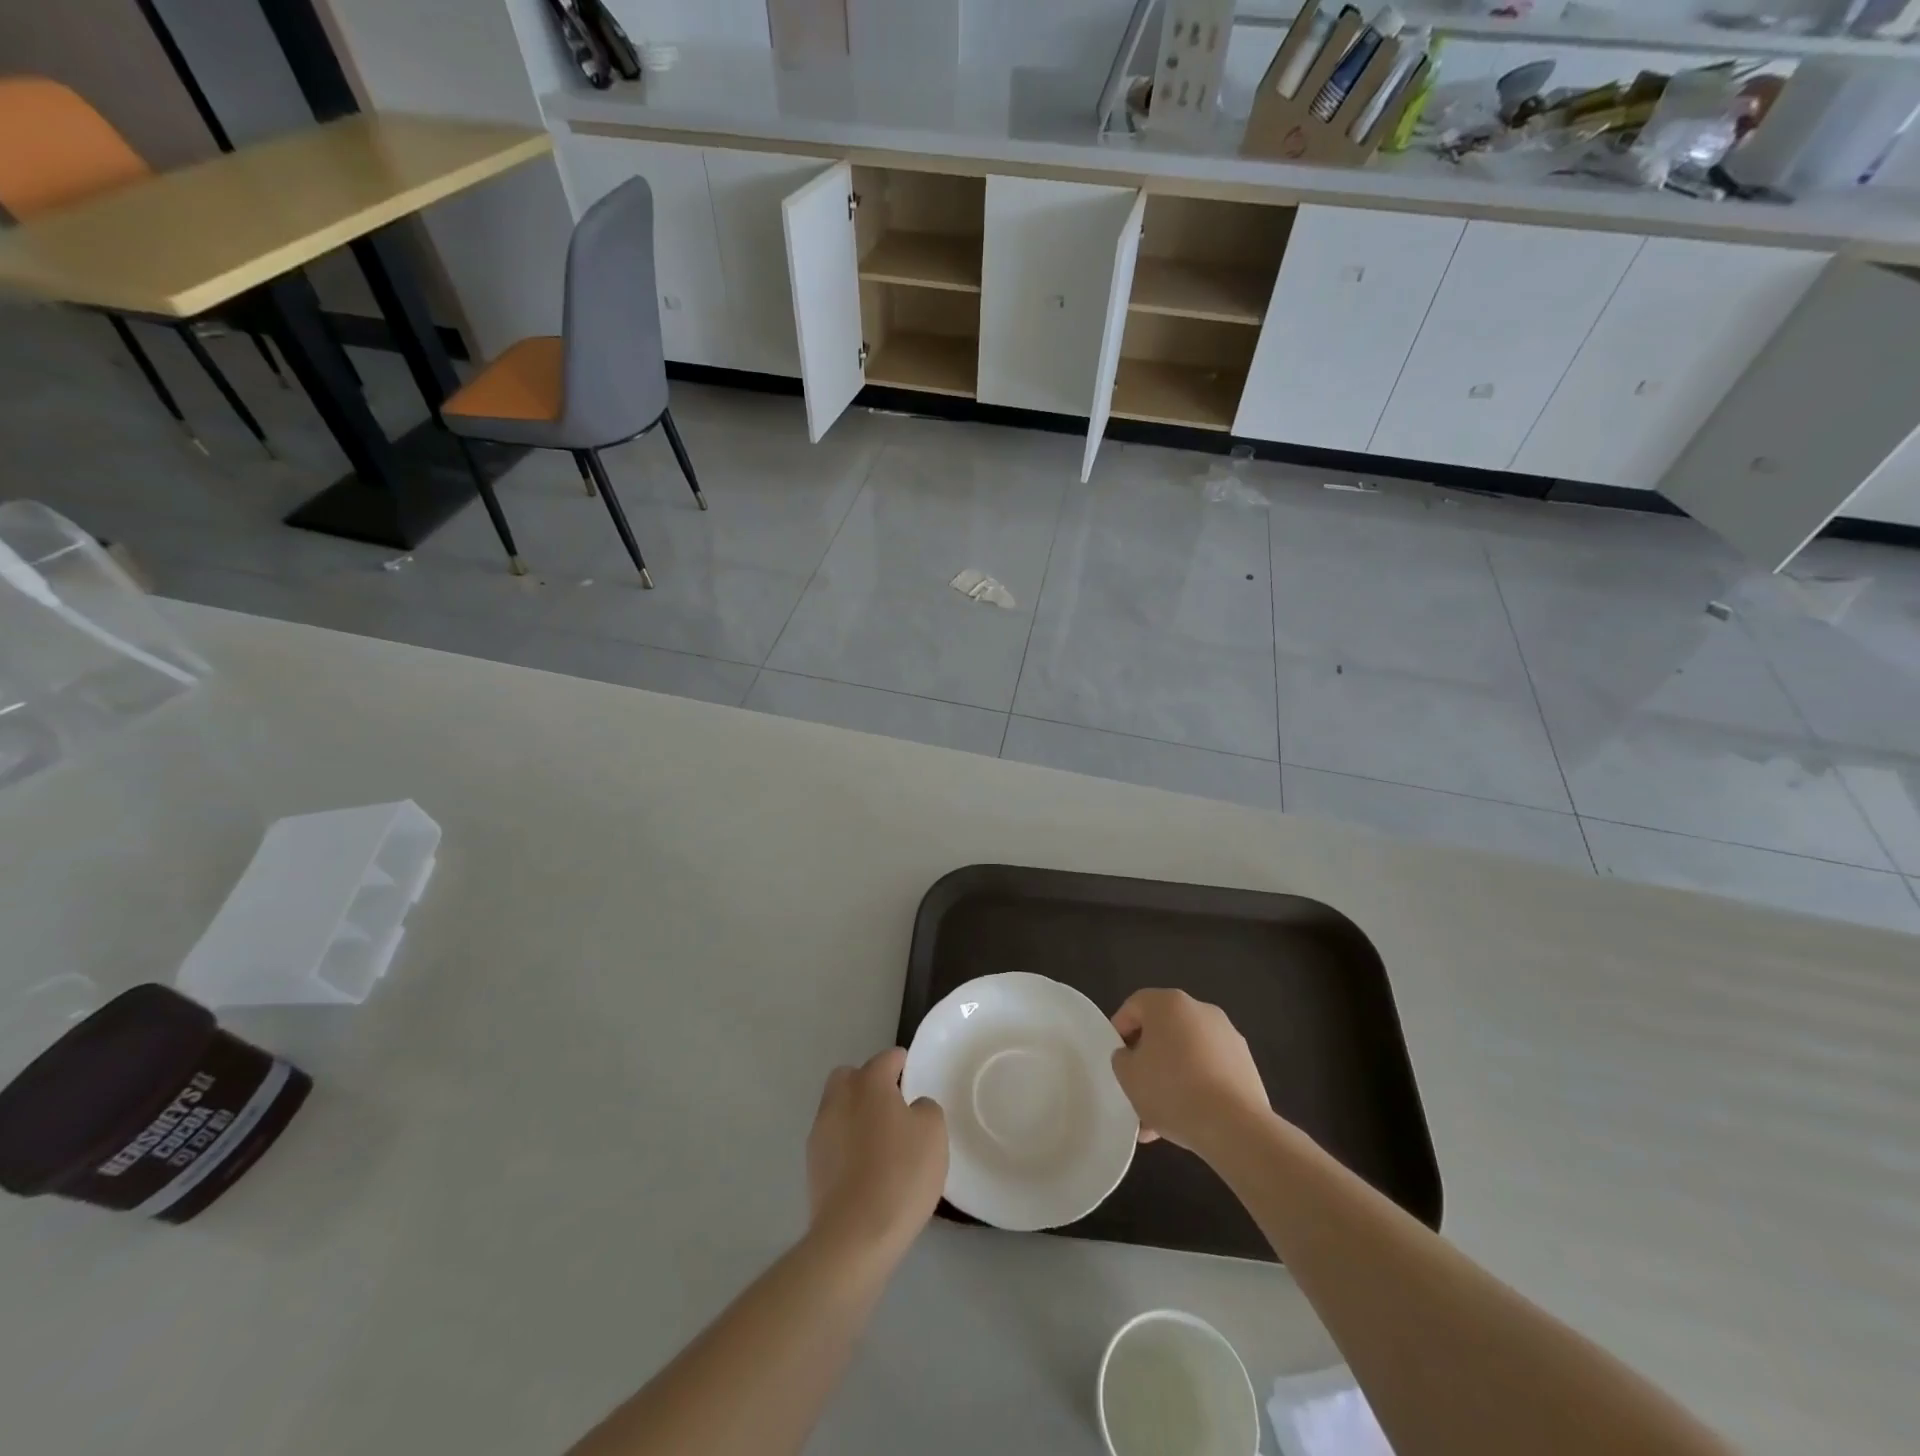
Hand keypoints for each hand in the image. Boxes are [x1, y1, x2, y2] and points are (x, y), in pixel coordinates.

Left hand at [806, 1048, 947, 1257]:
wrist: (855, 1235)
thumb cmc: (901, 1174)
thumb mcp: (933, 1134)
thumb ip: (925, 1109)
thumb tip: (912, 1108)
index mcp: (869, 1083)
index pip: (886, 1059)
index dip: (901, 1062)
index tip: (911, 1072)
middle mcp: (839, 1099)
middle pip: (850, 1077)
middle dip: (868, 1083)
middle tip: (891, 1105)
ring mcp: (820, 1132)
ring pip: (838, 1108)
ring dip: (855, 1114)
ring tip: (879, 1140)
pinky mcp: (812, 1166)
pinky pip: (832, 1140)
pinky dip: (846, 1144)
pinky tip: (865, 1167)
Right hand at [1111, 990, 1270, 1155]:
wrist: (1235, 1126)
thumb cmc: (1172, 1090)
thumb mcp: (1128, 1075)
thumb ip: (1122, 1058)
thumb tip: (1132, 1056)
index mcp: (1169, 1003)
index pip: (1135, 1006)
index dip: (1119, 1030)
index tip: (1116, 1059)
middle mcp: (1200, 1010)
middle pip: (1163, 1030)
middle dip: (1148, 1059)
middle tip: (1137, 1088)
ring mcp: (1227, 1036)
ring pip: (1187, 1053)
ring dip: (1171, 1078)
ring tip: (1158, 1118)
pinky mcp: (1246, 1064)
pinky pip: (1210, 1070)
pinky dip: (1197, 1087)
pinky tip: (1186, 1120)